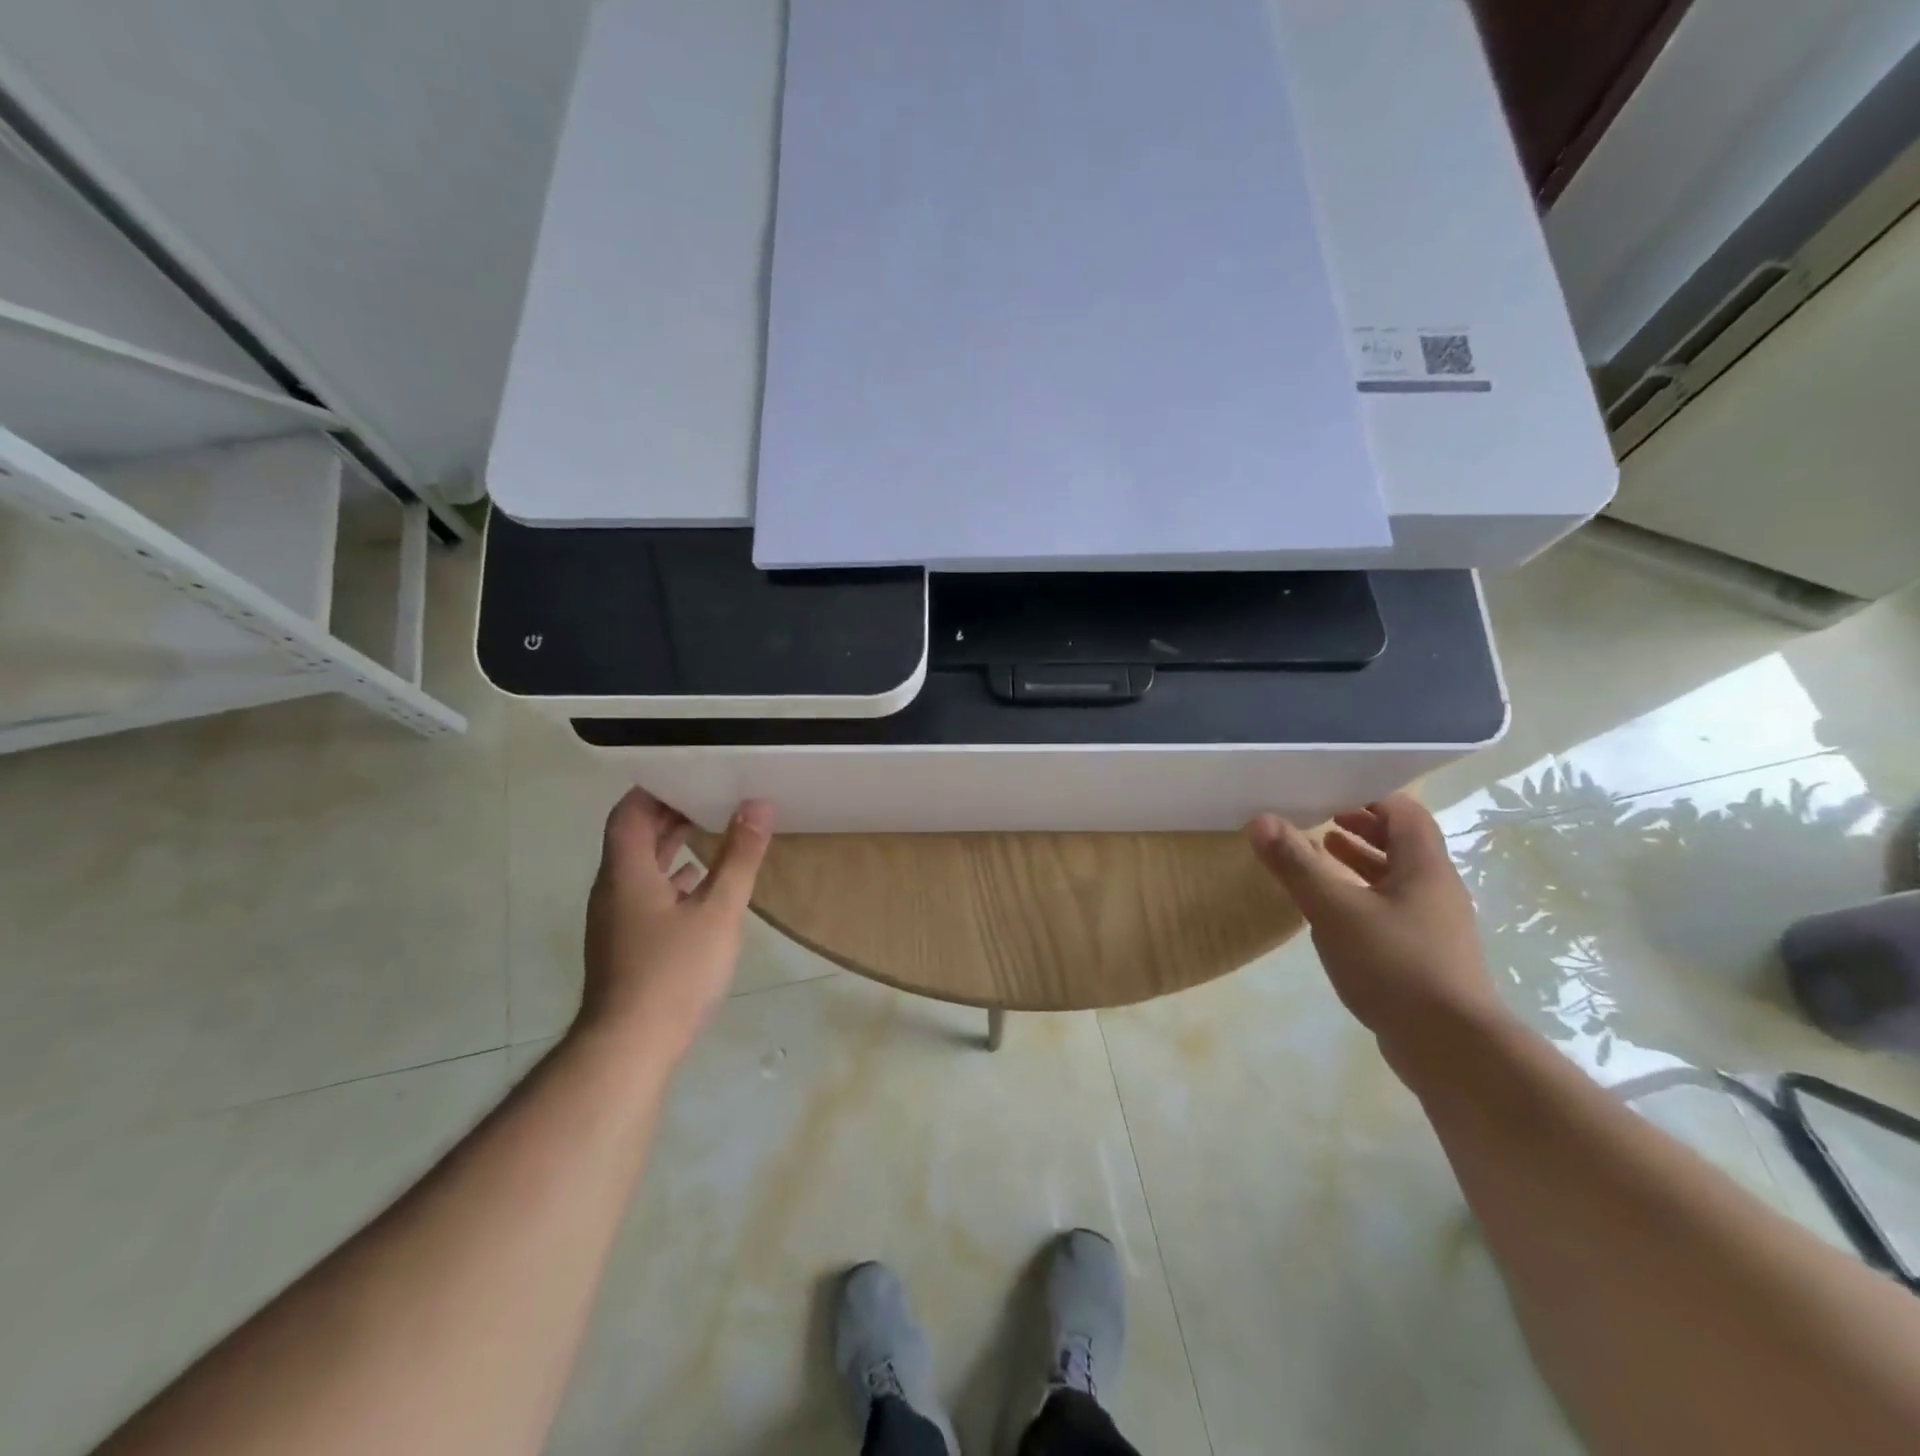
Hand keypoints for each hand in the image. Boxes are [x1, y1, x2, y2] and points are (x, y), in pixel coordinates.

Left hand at [578, 788, 774, 1064]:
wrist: (629, 1047)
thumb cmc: (674, 972)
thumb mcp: (718, 910)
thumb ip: (739, 857)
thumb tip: (758, 805)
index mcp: (627, 872)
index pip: (630, 812)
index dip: (656, 789)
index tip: (693, 773)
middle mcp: (613, 889)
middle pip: (634, 837)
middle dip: (670, 813)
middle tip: (713, 795)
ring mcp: (616, 919)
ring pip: (640, 867)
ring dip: (672, 846)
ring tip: (713, 830)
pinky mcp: (625, 944)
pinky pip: (646, 894)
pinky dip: (672, 879)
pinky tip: (701, 885)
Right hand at [1248, 793, 1505, 1059]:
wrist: (1452, 1048)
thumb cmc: (1395, 965)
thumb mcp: (1335, 910)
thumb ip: (1297, 864)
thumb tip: (1261, 820)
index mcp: (1425, 868)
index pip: (1404, 813)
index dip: (1369, 798)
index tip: (1328, 792)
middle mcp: (1436, 890)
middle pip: (1402, 844)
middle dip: (1361, 828)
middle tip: (1318, 819)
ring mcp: (1435, 926)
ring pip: (1396, 879)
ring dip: (1360, 863)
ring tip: (1321, 856)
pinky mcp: (1426, 957)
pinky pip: (1393, 910)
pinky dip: (1363, 897)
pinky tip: (1334, 912)